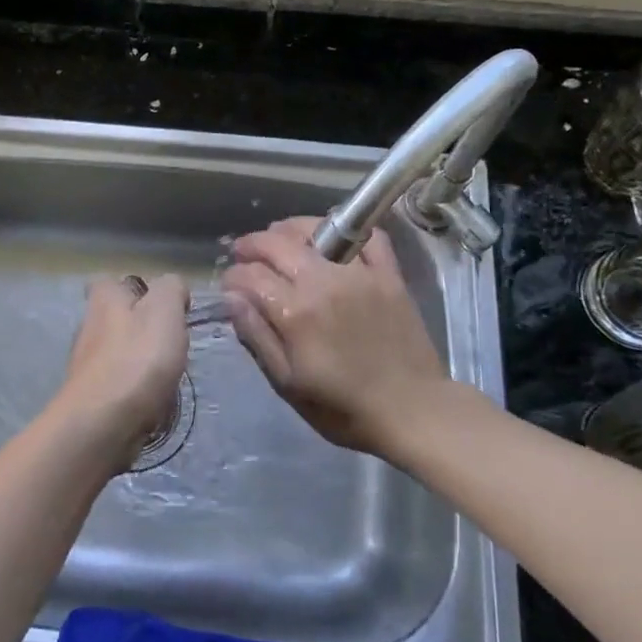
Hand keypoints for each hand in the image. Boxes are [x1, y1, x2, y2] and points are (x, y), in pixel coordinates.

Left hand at [51, 274, 188, 471]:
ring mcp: (86, 365)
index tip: (162, 307)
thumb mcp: (165, 310)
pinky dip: (134, 390)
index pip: (111, 282)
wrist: (102, 424)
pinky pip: (118, 385)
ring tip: (167, 376)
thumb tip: (172, 289)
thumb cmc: (137, 360)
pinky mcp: (91, 397)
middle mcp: (88, 327)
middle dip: (141, 328)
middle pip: (116, 319)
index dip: (136, 289)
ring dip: (140, 362)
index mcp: (104, 299)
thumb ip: (171, 289)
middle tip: (171, 343)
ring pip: (118, 353)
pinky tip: (152, 401)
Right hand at [221, 218, 445, 456]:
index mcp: (295, 312)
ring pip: (317, 229)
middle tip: (243, 254)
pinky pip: (368, 237)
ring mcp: (359, 273)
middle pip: (277, 244)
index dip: (233, 277)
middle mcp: (323, 281)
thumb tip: (232, 298)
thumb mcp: (288, 383)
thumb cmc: (342, 407)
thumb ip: (257, 336)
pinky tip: (332, 237)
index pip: (250, 276)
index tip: (229, 286)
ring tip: (279, 238)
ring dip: (290, 229)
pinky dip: (347, 230)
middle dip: (252, 245)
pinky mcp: (389, 275)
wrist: (411, 412)